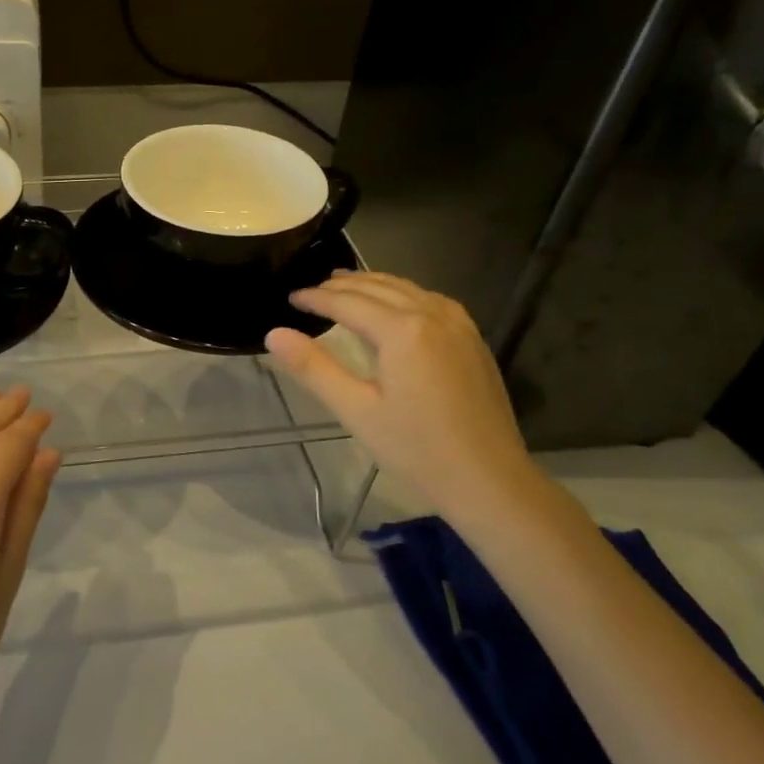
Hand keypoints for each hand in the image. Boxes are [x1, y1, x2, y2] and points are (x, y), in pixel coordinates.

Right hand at [264, 272, 547, 529]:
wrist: (490, 479)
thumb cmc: (416, 450)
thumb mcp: (356, 411)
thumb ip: (314, 368)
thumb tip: (274, 334)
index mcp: (402, 330)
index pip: (347, 302)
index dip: (315, 298)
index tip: (290, 297)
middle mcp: (432, 314)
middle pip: (379, 287)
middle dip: (342, 285)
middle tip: (312, 290)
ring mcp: (458, 324)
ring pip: (407, 288)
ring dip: (372, 284)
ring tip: (345, 287)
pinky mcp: (472, 338)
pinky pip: (430, 300)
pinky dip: (402, 293)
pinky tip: (394, 305)